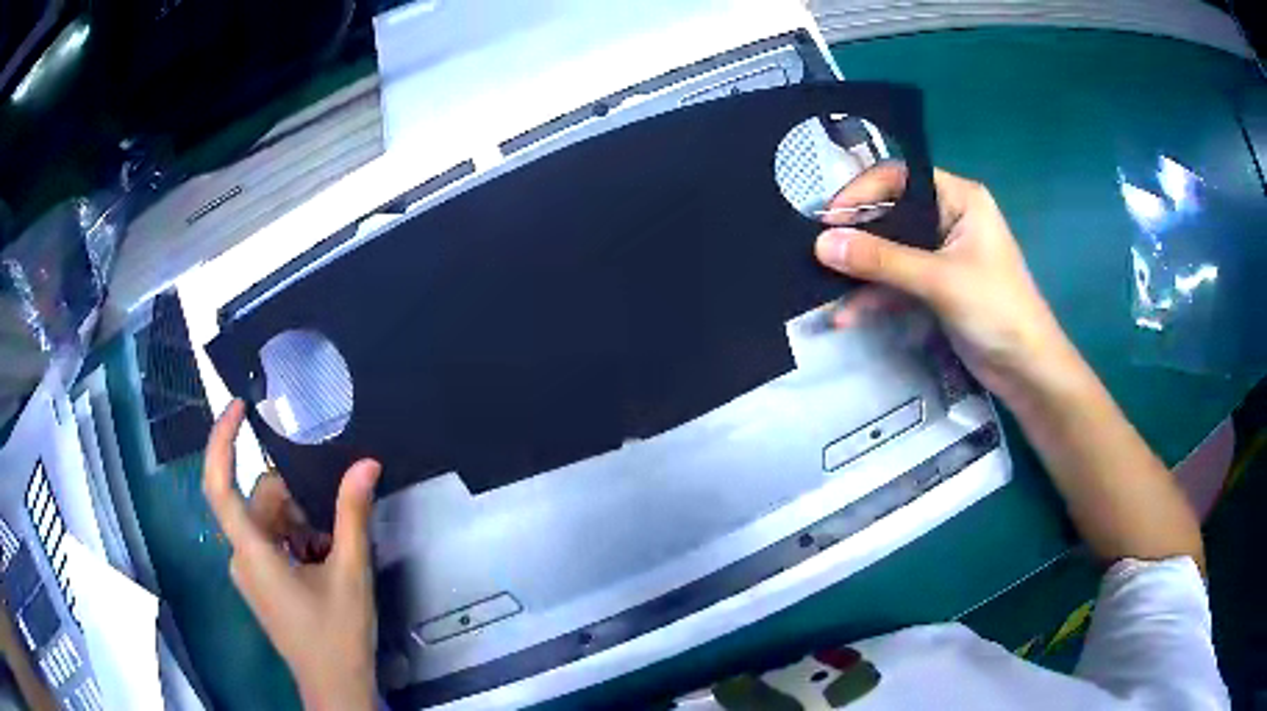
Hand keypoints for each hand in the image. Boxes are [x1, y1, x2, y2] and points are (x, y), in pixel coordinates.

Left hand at [203, 400, 380, 710]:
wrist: (335, 688)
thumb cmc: (337, 636)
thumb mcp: (351, 574)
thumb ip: (353, 515)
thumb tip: (365, 463)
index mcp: (252, 552)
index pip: (219, 486)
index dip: (221, 441)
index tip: (238, 406)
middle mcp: (241, 557)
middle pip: (260, 503)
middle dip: (298, 502)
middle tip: (335, 525)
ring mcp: (250, 572)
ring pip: (269, 523)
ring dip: (303, 525)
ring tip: (336, 552)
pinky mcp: (261, 583)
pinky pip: (273, 543)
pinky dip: (299, 541)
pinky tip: (326, 563)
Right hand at [813, 165, 1078, 404]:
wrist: (1027, 369)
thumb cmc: (996, 310)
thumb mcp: (939, 280)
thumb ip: (881, 260)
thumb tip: (822, 243)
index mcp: (958, 199)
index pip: (900, 179)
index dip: (862, 193)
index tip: (828, 219)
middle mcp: (948, 218)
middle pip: (891, 214)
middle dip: (857, 237)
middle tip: (819, 254)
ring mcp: (942, 255)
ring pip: (891, 252)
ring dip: (862, 274)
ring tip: (826, 291)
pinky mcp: (937, 287)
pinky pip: (898, 281)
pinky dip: (876, 296)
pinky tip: (849, 315)